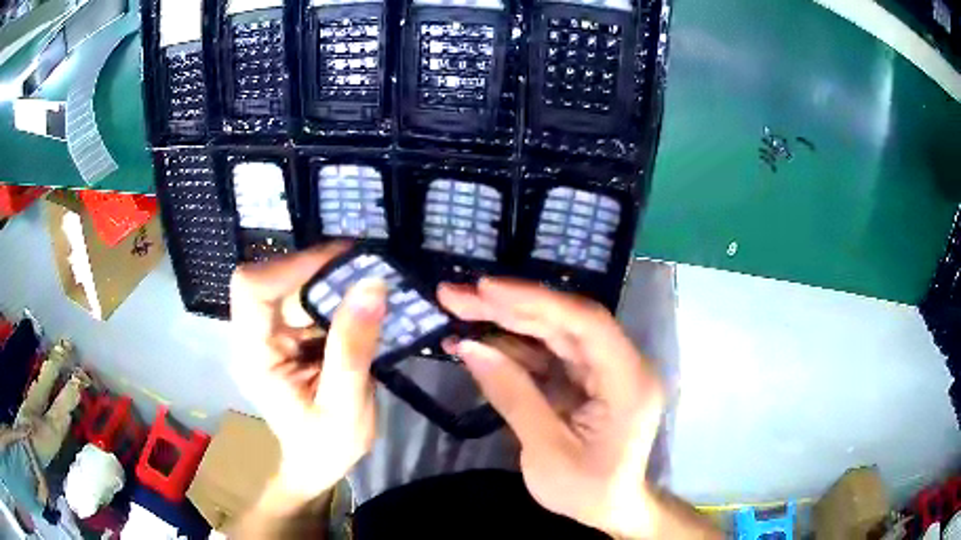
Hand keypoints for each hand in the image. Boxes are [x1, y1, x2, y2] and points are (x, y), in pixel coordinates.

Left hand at [231, 244, 386, 499]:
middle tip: (365, 269)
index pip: (252, 289)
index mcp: (254, 357)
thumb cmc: (327, 447)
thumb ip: (353, 348)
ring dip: (328, 279)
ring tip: (369, 283)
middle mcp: (254, 338)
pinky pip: (303, 299)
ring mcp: (268, 335)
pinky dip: (332, 294)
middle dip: (316, 269)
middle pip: (270, 279)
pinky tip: (359, 303)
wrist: (317, 465)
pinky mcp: (285, 336)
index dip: (291, 266)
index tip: (343, 262)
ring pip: (289, 284)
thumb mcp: (346, 405)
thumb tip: (371, 286)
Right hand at [438, 278, 665, 537]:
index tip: (486, 289)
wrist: (612, 508)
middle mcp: (622, 365)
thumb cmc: (587, 490)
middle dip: (508, 307)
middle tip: (455, 293)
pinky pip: (548, 354)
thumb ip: (512, 396)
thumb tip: (470, 348)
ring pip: (553, 333)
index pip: (586, 323)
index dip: (536, 300)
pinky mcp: (587, 378)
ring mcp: (604, 370)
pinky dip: (513, 348)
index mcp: (628, 382)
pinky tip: (477, 342)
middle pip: (564, 322)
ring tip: (457, 311)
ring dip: (505, 323)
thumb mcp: (546, 452)